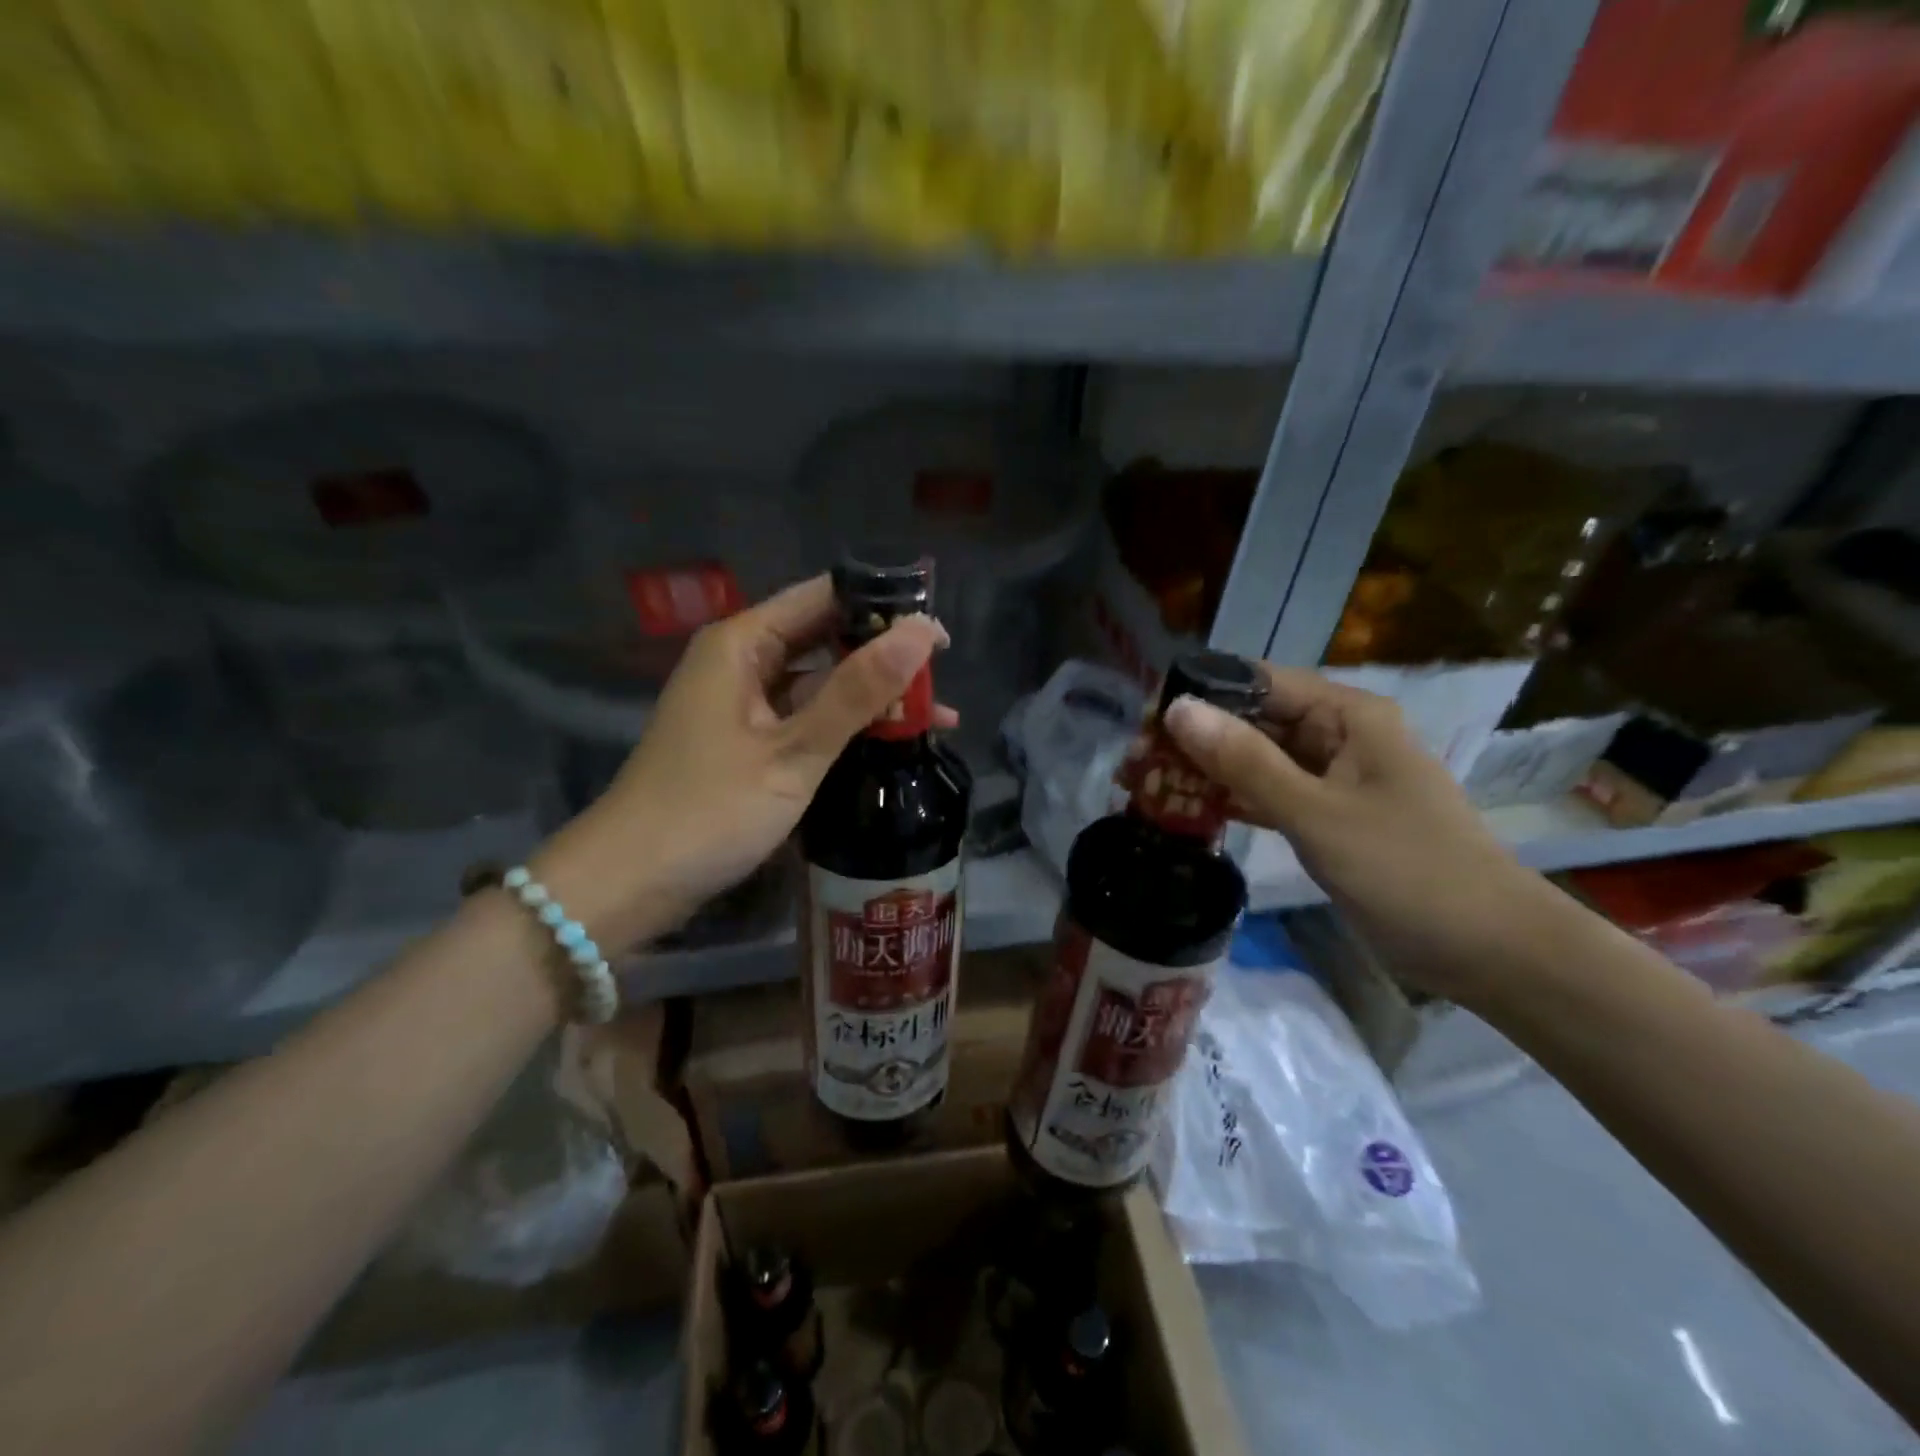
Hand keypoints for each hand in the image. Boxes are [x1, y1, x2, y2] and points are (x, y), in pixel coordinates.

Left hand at [532, 575, 950, 953]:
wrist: (631, 882)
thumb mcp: (794, 751)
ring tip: (935, 715)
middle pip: (824, 638)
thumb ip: (857, 691)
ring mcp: (742, 703)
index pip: (824, 597)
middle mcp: (741, 661)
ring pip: (820, 682)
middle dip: (883, 655)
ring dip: (871, 696)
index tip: (938, 631)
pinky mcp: (747, 740)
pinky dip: (846, 726)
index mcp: (742, 642)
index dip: (883, 607)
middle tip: (944, 674)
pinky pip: (806, 716)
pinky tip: (889, 742)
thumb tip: (922, 633)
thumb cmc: (709, 810)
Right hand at [1164, 665, 1542, 999]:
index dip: (1198, 695)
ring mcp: (1333, 777)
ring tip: (1147, 785)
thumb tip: (1177, 708)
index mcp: (1347, 714)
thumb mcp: (1318, 813)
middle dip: (1194, 738)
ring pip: (1256, 759)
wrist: (1489, 950)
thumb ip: (1245, 762)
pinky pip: (1270, 793)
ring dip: (1207, 771)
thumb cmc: (1408, 870)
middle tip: (1134, 764)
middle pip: (1252, 720)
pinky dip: (1233, 800)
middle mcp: (1338, 734)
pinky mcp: (1328, 815)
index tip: (1143, 722)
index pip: (1257, 683)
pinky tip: (1190, 811)